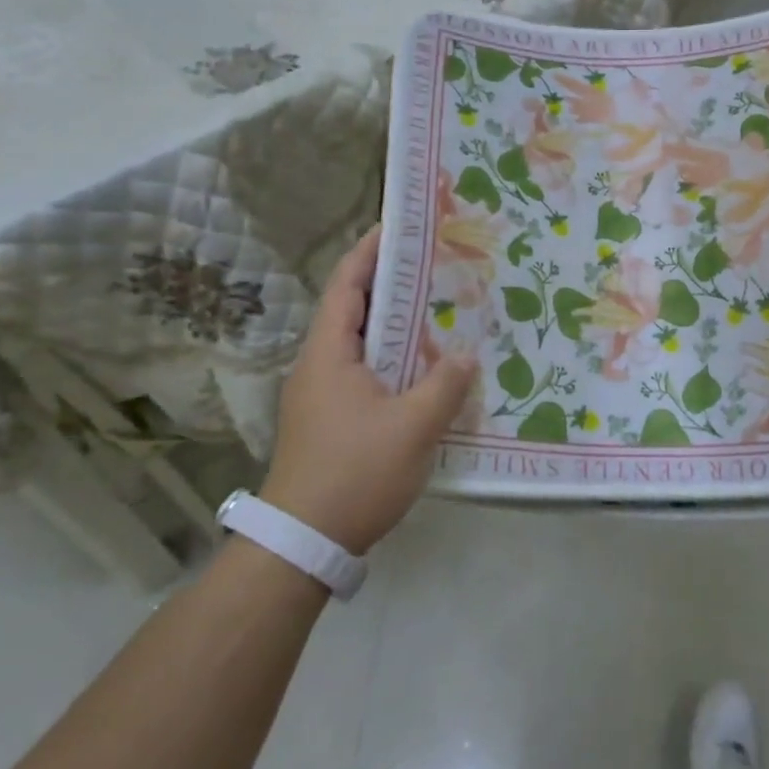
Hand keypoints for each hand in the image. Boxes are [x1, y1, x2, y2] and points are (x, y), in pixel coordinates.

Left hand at [263, 226, 476, 553]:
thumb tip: (464, 355)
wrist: (304, 542)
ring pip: (363, 343)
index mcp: (329, 354)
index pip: (347, 285)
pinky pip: (367, 371)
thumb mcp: (412, 427)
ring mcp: (322, 394)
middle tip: (437, 266)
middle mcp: (320, 365)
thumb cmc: (355, 473)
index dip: (370, 251)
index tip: (400, 226)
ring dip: (397, 324)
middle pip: (355, 309)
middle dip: (392, 283)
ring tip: (440, 309)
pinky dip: (395, 358)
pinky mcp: (332, 420)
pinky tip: (427, 368)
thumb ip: (444, 385)